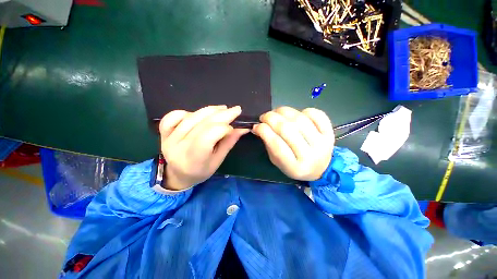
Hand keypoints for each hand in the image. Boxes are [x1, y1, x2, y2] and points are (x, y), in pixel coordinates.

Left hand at [159, 105, 248, 189]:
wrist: (178, 175)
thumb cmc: (201, 171)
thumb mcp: (218, 160)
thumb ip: (229, 142)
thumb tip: (242, 128)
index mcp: (195, 158)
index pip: (209, 135)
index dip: (224, 128)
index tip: (234, 127)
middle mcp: (179, 146)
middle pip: (202, 123)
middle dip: (222, 114)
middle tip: (236, 109)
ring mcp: (169, 138)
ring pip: (191, 117)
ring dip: (209, 110)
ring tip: (222, 109)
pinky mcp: (164, 133)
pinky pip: (173, 116)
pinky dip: (187, 112)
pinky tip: (197, 114)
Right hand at [252, 107, 333, 180]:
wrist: (320, 168)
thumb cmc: (294, 166)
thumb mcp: (277, 162)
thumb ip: (268, 145)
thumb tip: (259, 126)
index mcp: (294, 167)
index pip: (276, 145)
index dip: (264, 131)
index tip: (256, 125)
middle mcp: (310, 155)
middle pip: (287, 129)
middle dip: (271, 118)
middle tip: (264, 117)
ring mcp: (322, 143)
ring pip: (300, 119)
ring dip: (284, 111)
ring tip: (276, 112)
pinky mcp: (330, 133)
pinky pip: (317, 115)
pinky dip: (304, 110)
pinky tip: (296, 114)